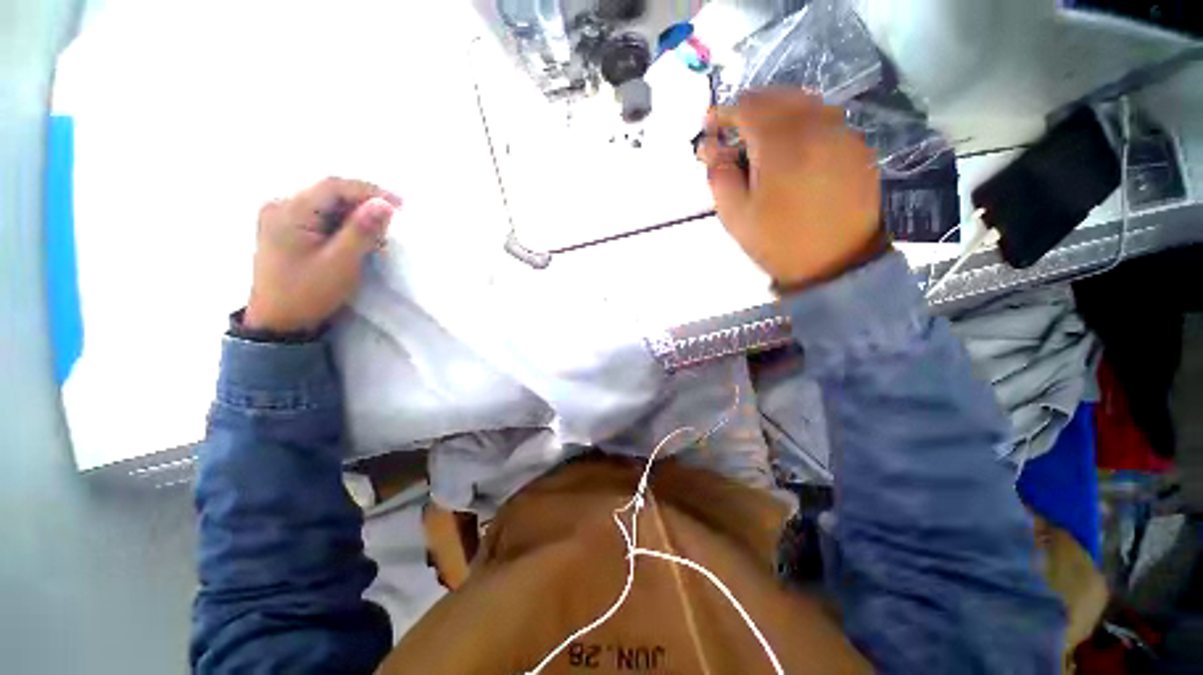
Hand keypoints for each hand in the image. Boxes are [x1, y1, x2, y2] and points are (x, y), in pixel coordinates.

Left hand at [244, 177, 401, 332]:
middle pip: (330, 193)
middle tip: (393, 221)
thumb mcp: (340, 263)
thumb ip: (362, 231)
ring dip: (356, 215)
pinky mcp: (288, 229)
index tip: (401, 205)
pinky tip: (359, 238)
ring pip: (328, 204)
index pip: (333, 186)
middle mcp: (280, 206)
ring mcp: (282, 217)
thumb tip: (385, 204)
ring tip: (379, 234)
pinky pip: (322, 216)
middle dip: (364, 204)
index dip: (370, 191)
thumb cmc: (308, 293)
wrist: (279, 322)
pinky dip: (345, 224)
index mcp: (288, 210)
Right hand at [697, 91, 883, 288]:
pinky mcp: (856, 145)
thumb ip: (720, 177)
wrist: (838, 262)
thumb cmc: (780, 242)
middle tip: (734, 134)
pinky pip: (824, 117)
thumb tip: (711, 148)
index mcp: (781, 144)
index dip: (724, 112)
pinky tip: (792, 147)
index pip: (747, 106)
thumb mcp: (736, 217)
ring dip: (776, 112)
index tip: (711, 126)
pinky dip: (801, 121)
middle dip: (749, 109)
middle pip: (776, 96)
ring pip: (803, 102)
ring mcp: (841, 132)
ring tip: (761, 139)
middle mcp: (815, 125)